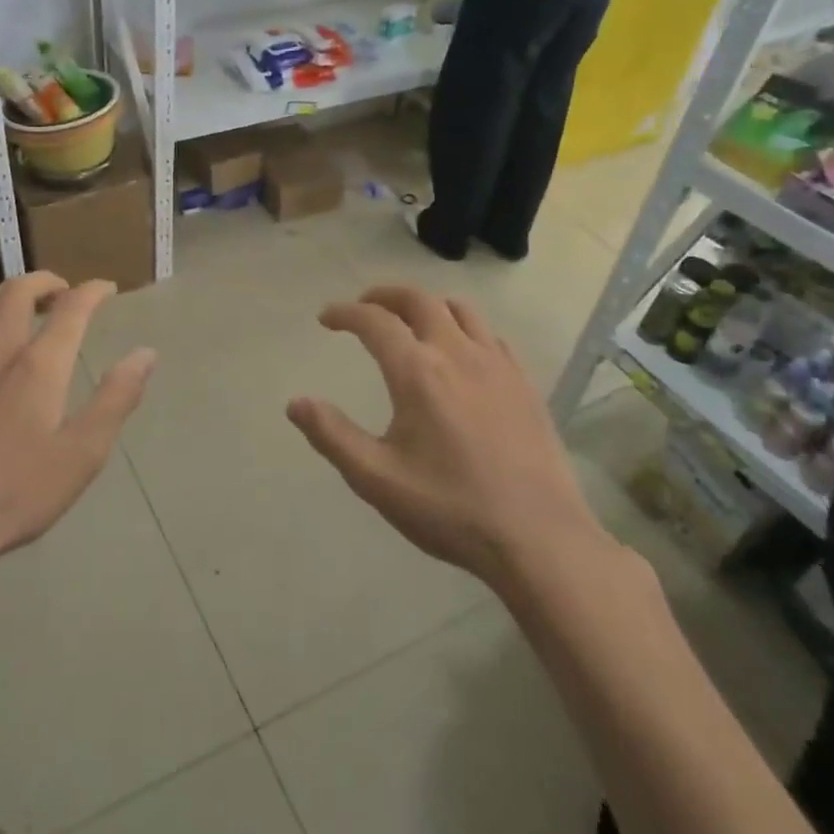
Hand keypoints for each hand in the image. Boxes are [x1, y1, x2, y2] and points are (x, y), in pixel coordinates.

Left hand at [0, 273, 156, 587]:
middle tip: (62, 292)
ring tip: (17, 305)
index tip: (106, 289)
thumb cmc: (17, 493)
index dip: (92, 291)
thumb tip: (145, 353)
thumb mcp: (83, 454)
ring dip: (3, 294)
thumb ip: (117, 398)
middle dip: (45, 281)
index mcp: (39, 366)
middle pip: (17, 292)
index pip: (71, 309)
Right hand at [287, 286, 611, 590]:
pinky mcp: (524, 383)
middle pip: (419, 300)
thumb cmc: (449, 508)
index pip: (375, 322)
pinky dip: (463, 327)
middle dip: (384, 296)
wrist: (538, 537)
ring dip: (426, 304)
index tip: (326, 318)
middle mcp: (458, 354)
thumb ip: (332, 435)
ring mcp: (497, 365)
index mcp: (418, 373)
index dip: (345, 313)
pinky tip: (460, 352)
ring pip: (459, 309)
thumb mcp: (377, 479)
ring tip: (409, 321)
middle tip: (364, 307)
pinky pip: (490, 334)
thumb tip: (295, 403)